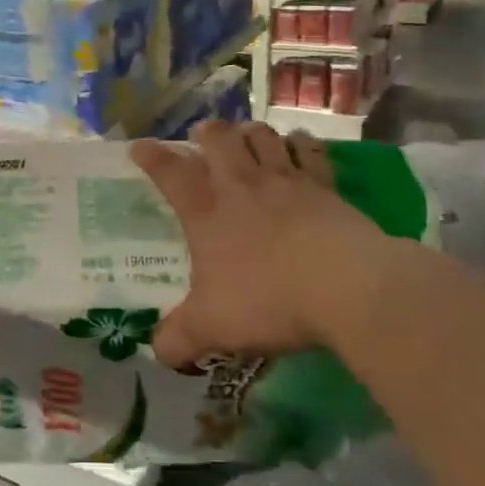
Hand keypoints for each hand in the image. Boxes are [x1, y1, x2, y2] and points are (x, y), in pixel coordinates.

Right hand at [128, 121, 404, 367]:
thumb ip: (178, 340)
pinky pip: (310, 151)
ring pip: (263, 137)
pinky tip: (298, 144)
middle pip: (219, 140)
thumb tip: (159, 353)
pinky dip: (300, 143)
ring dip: (250, 132)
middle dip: (207, 133)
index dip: (152, 158)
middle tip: (202, 135)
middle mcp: (242, 186)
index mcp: (206, 212)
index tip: (139, 147)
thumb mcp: (211, 328)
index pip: (170, 174)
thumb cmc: (267, 300)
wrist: (345, 287)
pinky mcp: (325, 188)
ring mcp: (286, 182)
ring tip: (246, 135)